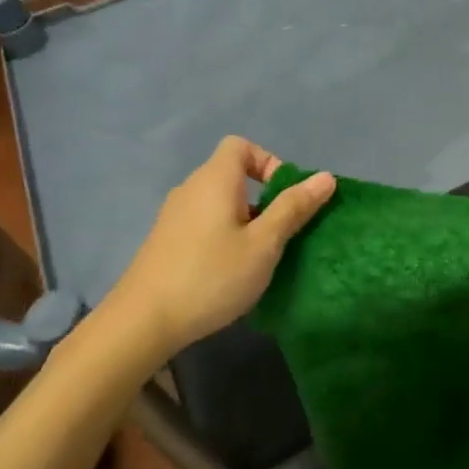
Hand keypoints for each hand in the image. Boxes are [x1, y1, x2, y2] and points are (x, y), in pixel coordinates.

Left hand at [101, 137, 335, 369]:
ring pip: (220, 202)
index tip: (285, 197)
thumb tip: (325, 177)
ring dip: (246, 219)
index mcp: (215, 180)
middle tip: (281, 232)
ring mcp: (174, 216)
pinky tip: (230, 270)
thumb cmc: (211, 276)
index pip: (241, 146)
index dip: (269, 162)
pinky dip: (224, 234)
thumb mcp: (264, 244)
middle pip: (232, 174)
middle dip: (264, 197)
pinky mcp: (166, 241)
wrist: (142, 322)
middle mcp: (191, 189)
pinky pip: (205, 222)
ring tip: (260, 255)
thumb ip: (294, 208)